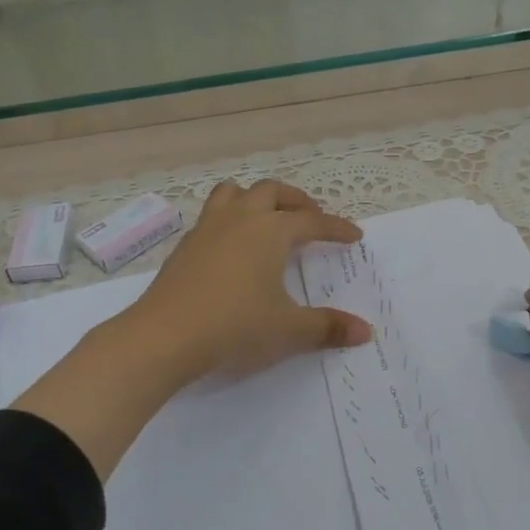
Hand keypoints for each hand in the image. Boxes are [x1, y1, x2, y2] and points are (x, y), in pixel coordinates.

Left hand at [12, 181, 367, 480]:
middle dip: (296, 201)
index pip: (311, 221)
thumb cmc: (234, 327)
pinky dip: (229, 220)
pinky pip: (211, 217)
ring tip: (268, 218)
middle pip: (271, 192)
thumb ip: (328, 328)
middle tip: (311, 217)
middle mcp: (239, 219)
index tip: (353, 235)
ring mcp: (206, 229)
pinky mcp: (184, 247)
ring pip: (233, 193)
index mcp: (269, 231)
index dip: (335, 227)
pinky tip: (232, 248)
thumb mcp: (288, 331)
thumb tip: (365, 332)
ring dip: (255, 199)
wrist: (164, 337)